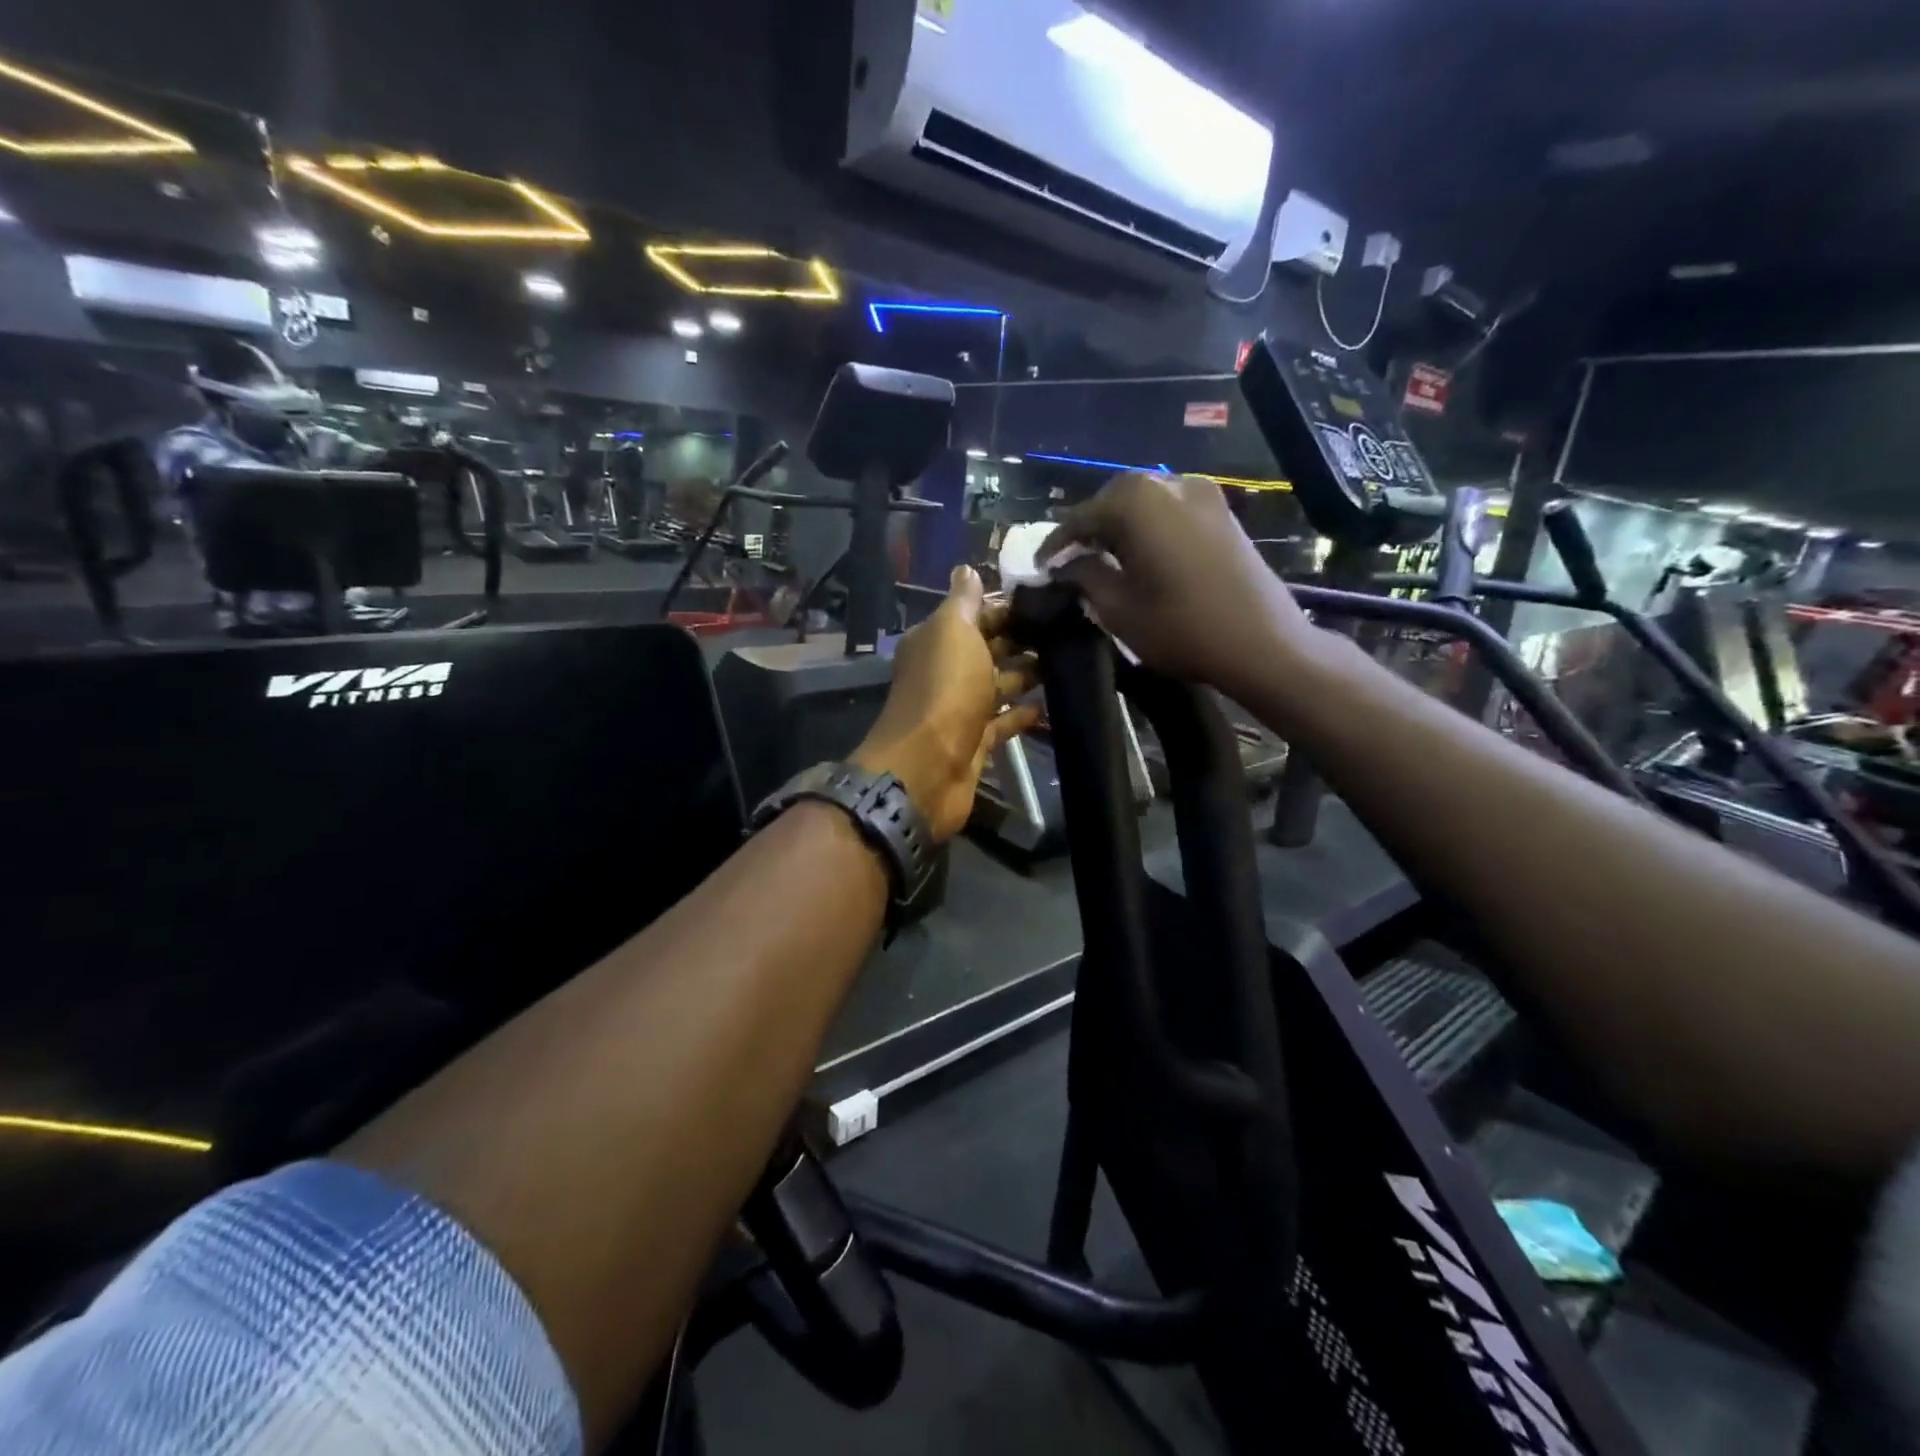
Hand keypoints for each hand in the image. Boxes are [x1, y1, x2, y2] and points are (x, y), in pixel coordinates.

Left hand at [854, 566, 1041, 841]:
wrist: (928, 766)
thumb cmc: (944, 689)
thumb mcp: (953, 631)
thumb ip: (963, 602)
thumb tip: (966, 569)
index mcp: (936, 641)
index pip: (974, 615)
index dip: (1006, 607)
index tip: (1048, 600)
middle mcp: (945, 671)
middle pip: (988, 649)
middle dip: (1022, 639)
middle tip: (1069, 630)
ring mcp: (960, 709)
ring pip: (997, 685)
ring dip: (1027, 674)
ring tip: (1068, 663)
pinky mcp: (976, 741)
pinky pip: (1003, 721)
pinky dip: (1023, 714)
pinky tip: (1052, 706)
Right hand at [1038, 472, 1315, 697]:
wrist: (1263, 642)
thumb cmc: (1181, 627)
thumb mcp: (1118, 608)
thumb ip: (1086, 576)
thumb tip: (1068, 563)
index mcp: (1136, 502)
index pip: (1080, 517)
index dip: (1056, 544)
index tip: (1040, 566)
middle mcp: (1168, 483)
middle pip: (1113, 499)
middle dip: (1089, 528)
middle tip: (1071, 559)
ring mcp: (1201, 493)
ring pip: (1143, 502)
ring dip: (1119, 526)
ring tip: (1103, 557)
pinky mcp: (1221, 511)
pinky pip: (1170, 510)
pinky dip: (1148, 527)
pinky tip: (1140, 555)